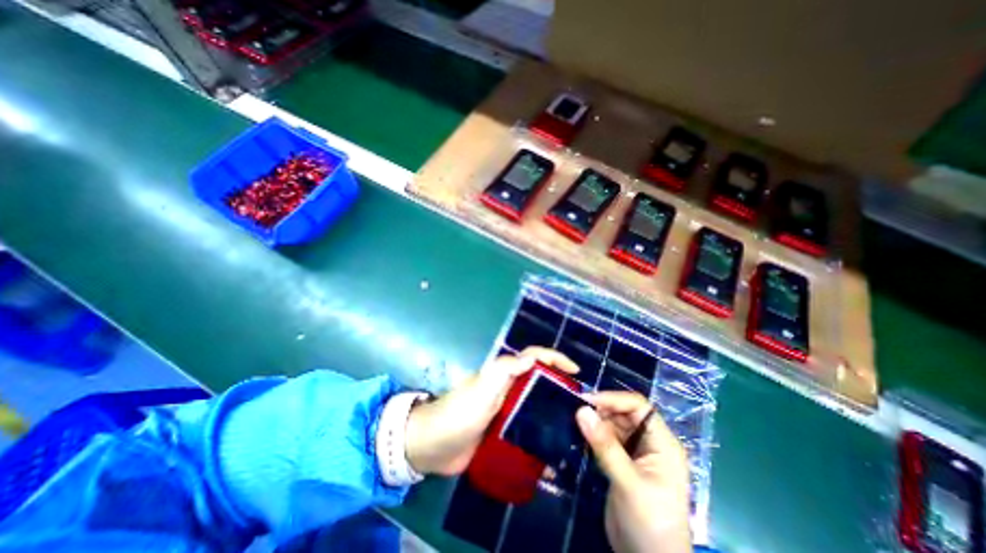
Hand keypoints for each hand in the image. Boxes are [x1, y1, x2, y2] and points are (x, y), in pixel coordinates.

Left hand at [407, 351, 578, 475]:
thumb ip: (504, 370)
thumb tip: (532, 357)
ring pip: (535, 404)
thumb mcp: (483, 387)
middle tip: (580, 403)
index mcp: (504, 374)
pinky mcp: (503, 431)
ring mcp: (506, 411)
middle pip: (538, 380)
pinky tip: (554, 447)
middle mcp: (508, 389)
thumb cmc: (459, 412)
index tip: (576, 371)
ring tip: (574, 425)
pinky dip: (541, 433)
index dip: (555, 358)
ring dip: (553, 410)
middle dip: (559, 386)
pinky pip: (527, 428)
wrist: (433, 446)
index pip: (533, 358)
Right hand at [574, 392, 687, 552]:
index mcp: (662, 443)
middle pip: (623, 413)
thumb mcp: (629, 483)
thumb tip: (581, 410)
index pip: (638, 406)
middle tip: (575, 411)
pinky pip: (605, 439)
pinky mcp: (621, 462)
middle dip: (601, 410)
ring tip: (573, 420)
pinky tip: (578, 434)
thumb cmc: (650, 523)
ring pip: (612, 425)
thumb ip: (605, 446)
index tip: (586, 401)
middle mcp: (649, 442)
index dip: (613, 399)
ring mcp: (634, 452)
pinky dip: (592, 435)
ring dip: (594, 422)